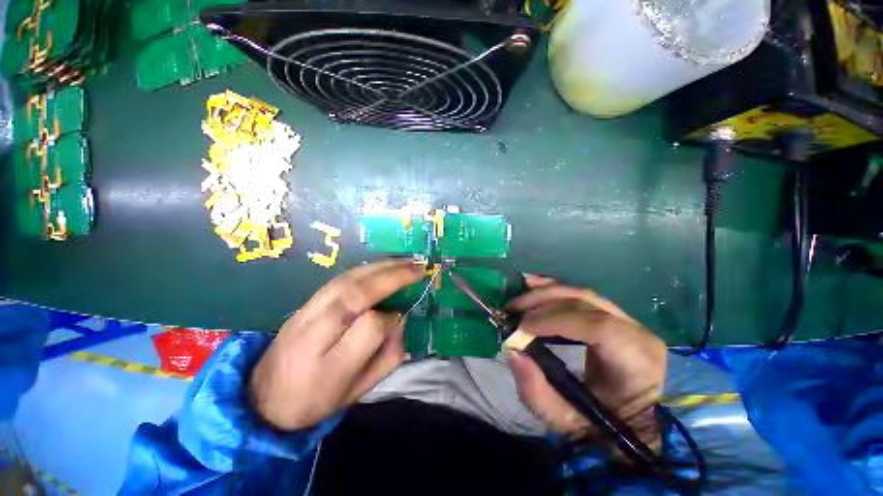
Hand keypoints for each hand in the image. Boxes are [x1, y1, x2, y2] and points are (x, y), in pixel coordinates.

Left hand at [249, 259, 424, 429]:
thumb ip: (387, 358)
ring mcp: (307, 313)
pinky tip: (381, 266)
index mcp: (331, 367)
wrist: (262, 397)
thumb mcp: (358, 392)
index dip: (391, 319)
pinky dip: (365, 269)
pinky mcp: (306, 302)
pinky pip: (340, 279)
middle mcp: (316, 333)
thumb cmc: (315, 399)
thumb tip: (400, 321)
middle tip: (418, 267)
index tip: (402, 317)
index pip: (369, 328)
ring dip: (381, 267)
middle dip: (392, 277)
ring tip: (405, 261)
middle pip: (357, 294)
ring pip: (348, 280)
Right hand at [506, 275, 666, 448]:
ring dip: (545, 291)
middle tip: (511, 309)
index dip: (555, 321)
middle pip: (585, 301)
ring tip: (517, 297)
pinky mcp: (613, 316)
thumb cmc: (605, 428)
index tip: (521, 328)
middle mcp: (636, 332)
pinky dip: (554, 290)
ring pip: (581, 293)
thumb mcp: (567, 421)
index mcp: (636, 362)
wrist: (633, 425)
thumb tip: (513, 351)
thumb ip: (536, 391)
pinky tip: (534, 285)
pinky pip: (581, 296)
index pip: (597, 327)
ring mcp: (627, 320)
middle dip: (543, 301)